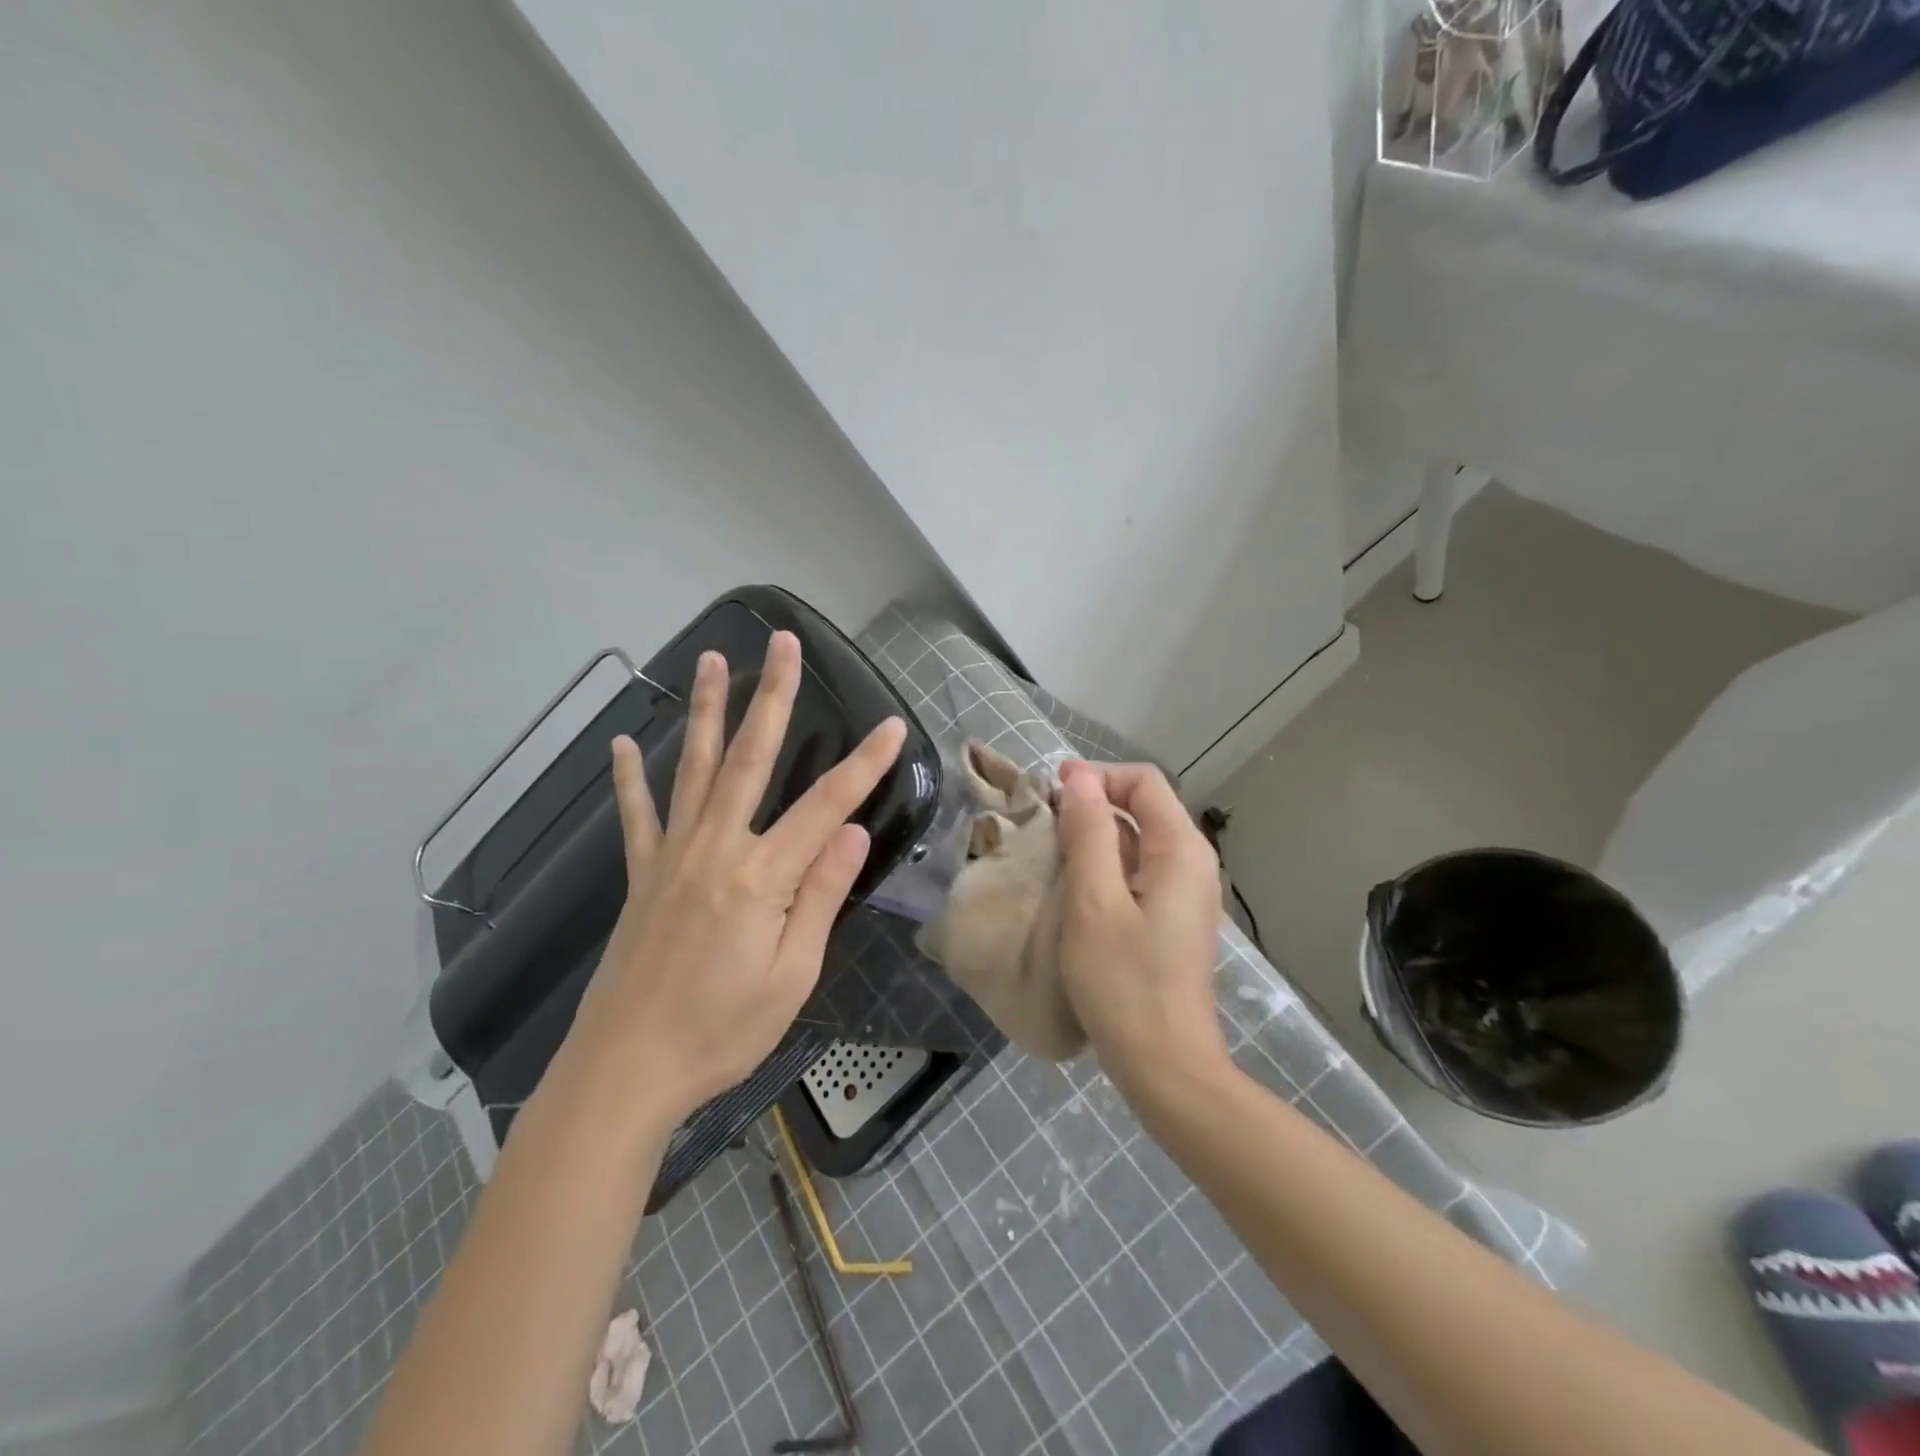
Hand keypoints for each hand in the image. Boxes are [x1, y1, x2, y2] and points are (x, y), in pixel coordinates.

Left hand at [561, 631, 905, 1125]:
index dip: (864, 765)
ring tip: (712, 660)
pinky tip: (623, 742)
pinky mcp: (641, 875)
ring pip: (694, 768)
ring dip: (706, 710)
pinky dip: (631, 777)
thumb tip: (854, 833)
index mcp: (762, 877)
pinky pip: (637, 815)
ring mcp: (672, 856)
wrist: (626, 1070)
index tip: (892, 727)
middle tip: (783, 643)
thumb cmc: (721, 1030)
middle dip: (773, 697)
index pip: (827, 806)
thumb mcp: (792, 974)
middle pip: (750, 758)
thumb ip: (821, 896)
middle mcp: (716, 849)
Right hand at [1054, 761, 1227, 1088]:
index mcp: (1180, 849)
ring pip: (1137, 841)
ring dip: (1094, 837)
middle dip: (1091, 805)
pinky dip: (1104, 866)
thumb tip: (1078, 777)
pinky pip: (1137, 872)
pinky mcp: (1171, 919)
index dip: (1095, 776)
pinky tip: (1073, 888)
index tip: (1050, 794)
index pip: (1142, 781)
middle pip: (1142, 807)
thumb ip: (1089, 832)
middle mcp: (1192, 862)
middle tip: (1042, 825)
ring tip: (1049, 854)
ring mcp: (1185, 893)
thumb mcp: (1094, 901)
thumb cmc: (1125, 981)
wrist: (1165, 1065)